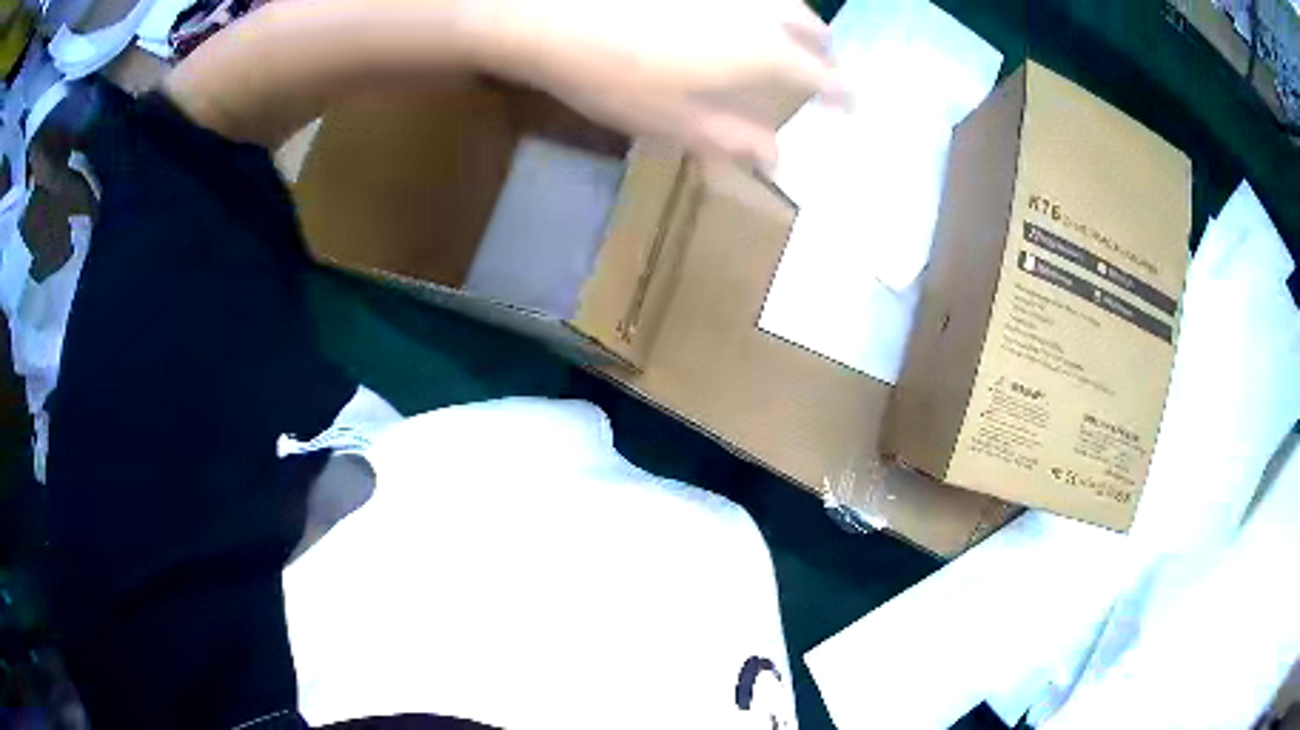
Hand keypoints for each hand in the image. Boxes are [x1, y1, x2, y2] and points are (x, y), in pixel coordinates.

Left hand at [476, 0, 841, 168]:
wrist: (553, 16)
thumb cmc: (615, 76)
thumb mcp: (676, 121)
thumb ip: (732, 138)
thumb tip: (777, 160)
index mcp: (762, 54)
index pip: (823, 77)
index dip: (844, 94)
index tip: (857, 106)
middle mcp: (757, 12)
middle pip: (811, 27)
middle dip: (824, 49)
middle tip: (821, 67)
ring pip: (782, 1)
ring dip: (796, 21)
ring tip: (786, 38)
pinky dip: (758, 7)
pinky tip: (737, 17)